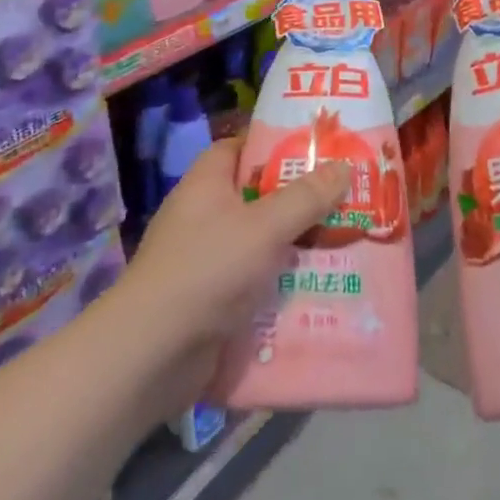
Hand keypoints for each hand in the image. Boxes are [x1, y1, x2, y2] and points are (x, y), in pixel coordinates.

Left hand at [118, 140, 347, 404]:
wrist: (153, 354)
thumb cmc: (208, 270)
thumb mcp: (265, 227)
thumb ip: (306, 197)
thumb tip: (343, 166)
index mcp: (206, 185)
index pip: (237, 148)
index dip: (272, 145)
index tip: (314, 151)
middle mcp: (203, 217)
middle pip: (256, 196)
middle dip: (298, 199)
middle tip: (345, 197)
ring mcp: (206, 260)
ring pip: (260, 241)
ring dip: (296, 244)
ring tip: (346, 240)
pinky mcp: (212, 299)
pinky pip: (255, 279)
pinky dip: (282, 281)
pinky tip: (320, 285)